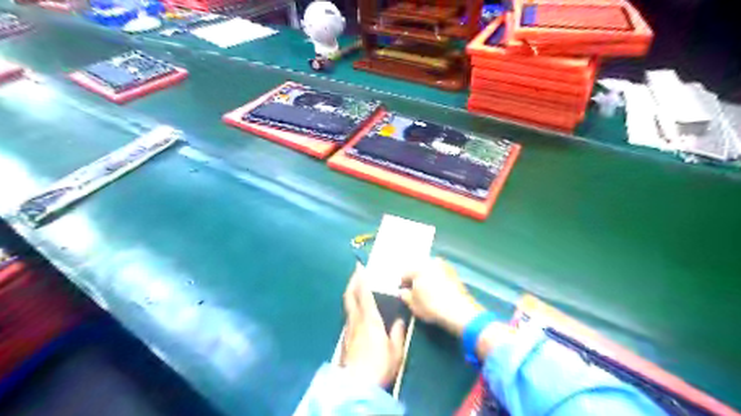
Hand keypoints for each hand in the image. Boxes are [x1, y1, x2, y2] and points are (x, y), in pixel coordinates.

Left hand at [340, 265, 403, 388]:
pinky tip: (356, 312)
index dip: (361, 279)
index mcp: (370, 319)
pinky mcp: (345, 340)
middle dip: (352, 283)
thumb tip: (400, 321)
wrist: (356, 386)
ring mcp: (348, 330)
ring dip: (351, 294)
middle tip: (355, 273)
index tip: (359, 267)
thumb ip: (398, 334)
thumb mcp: (395, 351)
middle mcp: (356, 321)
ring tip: (356, 289)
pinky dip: (351, 307)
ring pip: (347, 306)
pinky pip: (348, 317)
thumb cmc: (379, 366)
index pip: (364, 294)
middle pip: (350, 297)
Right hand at [402, 258, 483, 335]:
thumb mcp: (413, 305)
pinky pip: (440, 274)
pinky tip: (439, 292)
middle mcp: (430, 262)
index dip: (403, 285)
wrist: (459, 311)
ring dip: (427, 278)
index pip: (404, 274)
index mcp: (417, 268)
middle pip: (418, 269)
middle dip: (416, 279)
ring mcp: (444, 265)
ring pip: (430, 271)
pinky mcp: (454, 272)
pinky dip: (438, 280)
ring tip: (428, 292)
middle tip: (416, 292)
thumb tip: (403, 292)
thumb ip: (405, 296)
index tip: (405, 294)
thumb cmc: (432, 306)